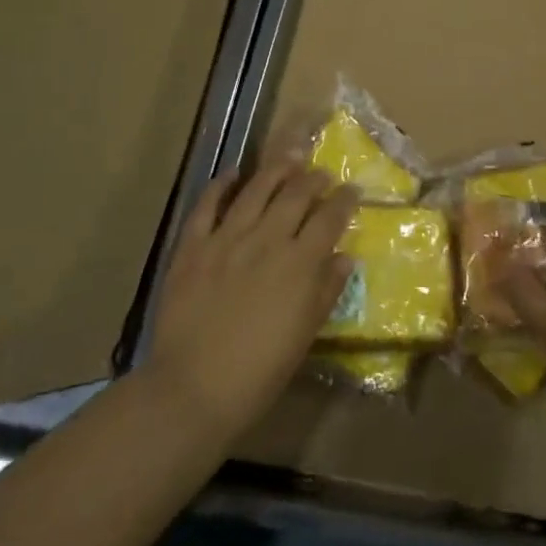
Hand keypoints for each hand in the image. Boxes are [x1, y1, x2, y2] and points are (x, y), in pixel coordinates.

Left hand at [143, 164, 355, 439]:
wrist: (194, 388)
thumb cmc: (259, 371)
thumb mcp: (305, 335)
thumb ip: (326, 291)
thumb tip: (345, 258)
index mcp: (299, 264)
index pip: (329, 218)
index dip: (344, 200)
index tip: (352, 190)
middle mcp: (267, 240)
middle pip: (296, 195)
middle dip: (314, 179)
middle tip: (322, 173)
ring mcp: (227, 238)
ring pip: (256, 189)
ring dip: (276, 169)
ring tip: (290, 157)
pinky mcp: (193, 246)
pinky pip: (207, 205)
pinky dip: (221, 185)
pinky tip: (233, 174)